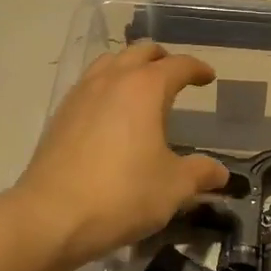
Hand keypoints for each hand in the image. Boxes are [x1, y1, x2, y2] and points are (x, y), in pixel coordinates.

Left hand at [15, 41, 229, 267]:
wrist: (50, 217)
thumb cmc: (122, 195)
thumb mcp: (173, 187)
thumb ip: (200, 173)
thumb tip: (220, 173)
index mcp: (145, 88)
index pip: (178, 65)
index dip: (197, 69)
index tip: (208, 78)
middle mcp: (112, 80)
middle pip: (141, 53)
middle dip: (162, 59)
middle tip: (176, 77)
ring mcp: (81, 94)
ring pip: (110, 62)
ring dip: (131, 67)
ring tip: (142, 88)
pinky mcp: (61, 114)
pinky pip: (90, 83)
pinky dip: (107, 85)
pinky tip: (111, 113)